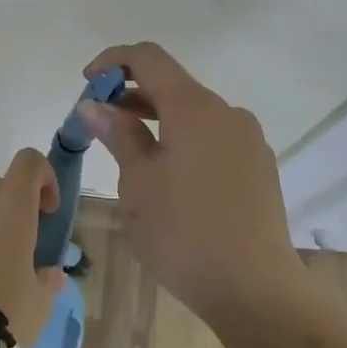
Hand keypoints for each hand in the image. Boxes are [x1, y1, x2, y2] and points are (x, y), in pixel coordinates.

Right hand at [75, 42, 303, 320]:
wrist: (255, 288)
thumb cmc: (184, 233)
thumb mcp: (139, 183)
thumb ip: (118, 136)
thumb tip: (95, 105)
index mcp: (195, 108)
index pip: (150, 59)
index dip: (113, 62)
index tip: (87, 83)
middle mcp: (228, 113)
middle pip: (174, 86)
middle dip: (133, 96)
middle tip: (100, 125)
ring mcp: (249, 141)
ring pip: (195, 116)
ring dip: (159, 122)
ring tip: (130, 155)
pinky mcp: (259, 168)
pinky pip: (214, 140)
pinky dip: (185, 142)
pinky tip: (170, 180)